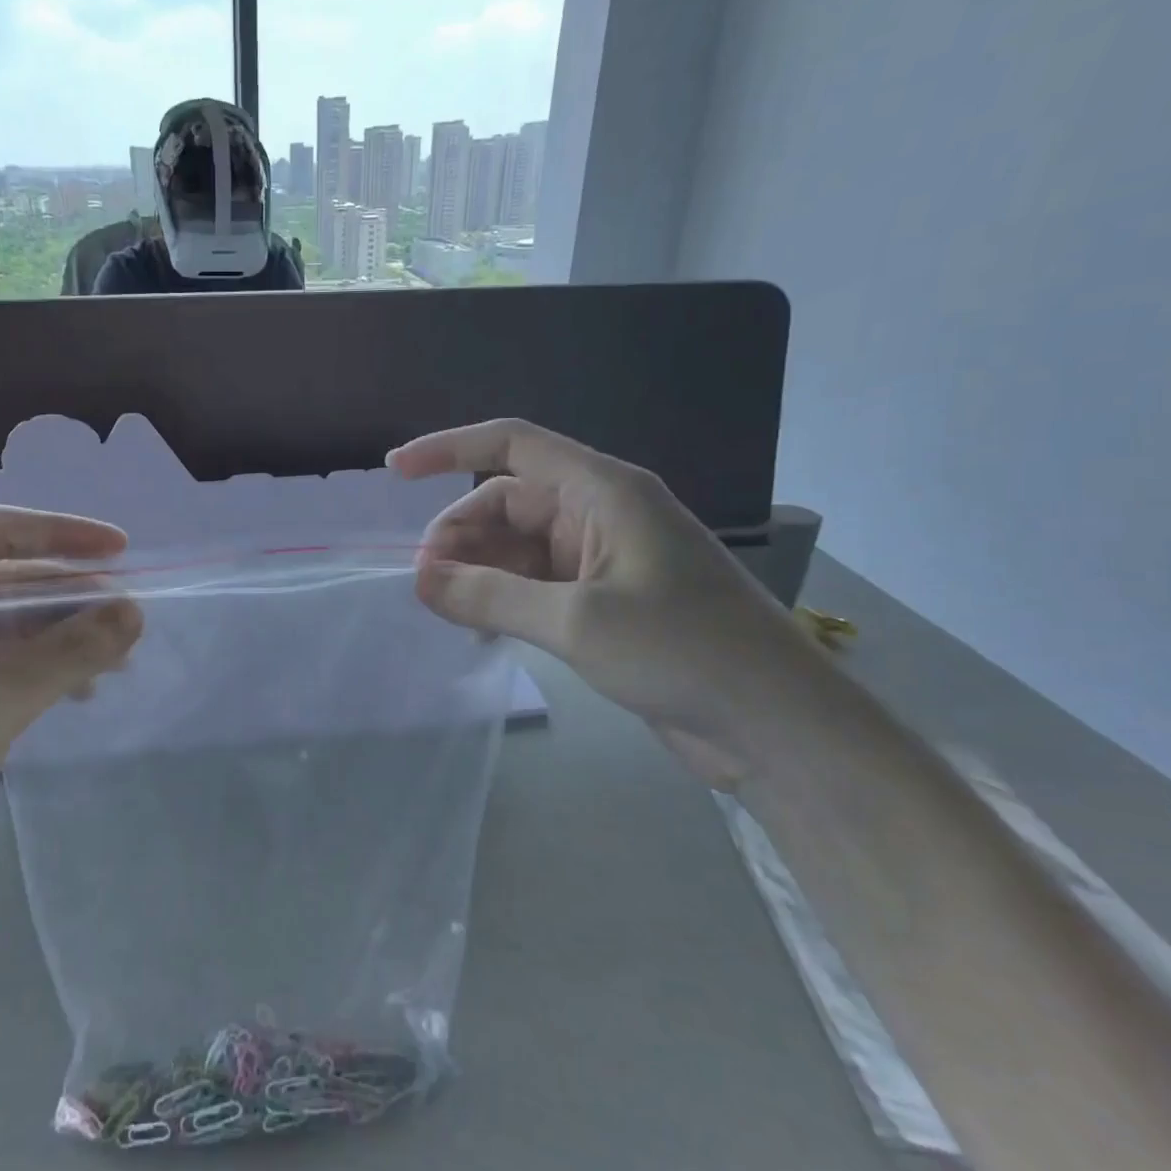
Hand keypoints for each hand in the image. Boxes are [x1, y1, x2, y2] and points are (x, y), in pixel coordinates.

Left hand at [0, 506, 141, 921]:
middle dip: (67, 596)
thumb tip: (134, 610)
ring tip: (116, 660)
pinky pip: (2, 668)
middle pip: (2, 581)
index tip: (120, 551)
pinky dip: (44, 671)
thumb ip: (67, 652)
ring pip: (7, 628)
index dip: (59, 533)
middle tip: (127, 617)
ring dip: (62, 637)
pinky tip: (80, 692)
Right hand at [389, 419, 820, 784]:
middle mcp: (600, 515)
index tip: (395, 471)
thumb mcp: (576, 621)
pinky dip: (501, 599)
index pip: (513, 445)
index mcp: (604, 492)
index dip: (449, 449)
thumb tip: (421, 579)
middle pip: (507, 503)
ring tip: (446, 610)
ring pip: (517, 548)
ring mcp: (602, 560)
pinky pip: (534, 585)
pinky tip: (479, 630)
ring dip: (477, 571)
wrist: (776, 726)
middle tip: (426, 583)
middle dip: (460, 535)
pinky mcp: (604, 602)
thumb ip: (490, 596)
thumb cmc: (685, 652)